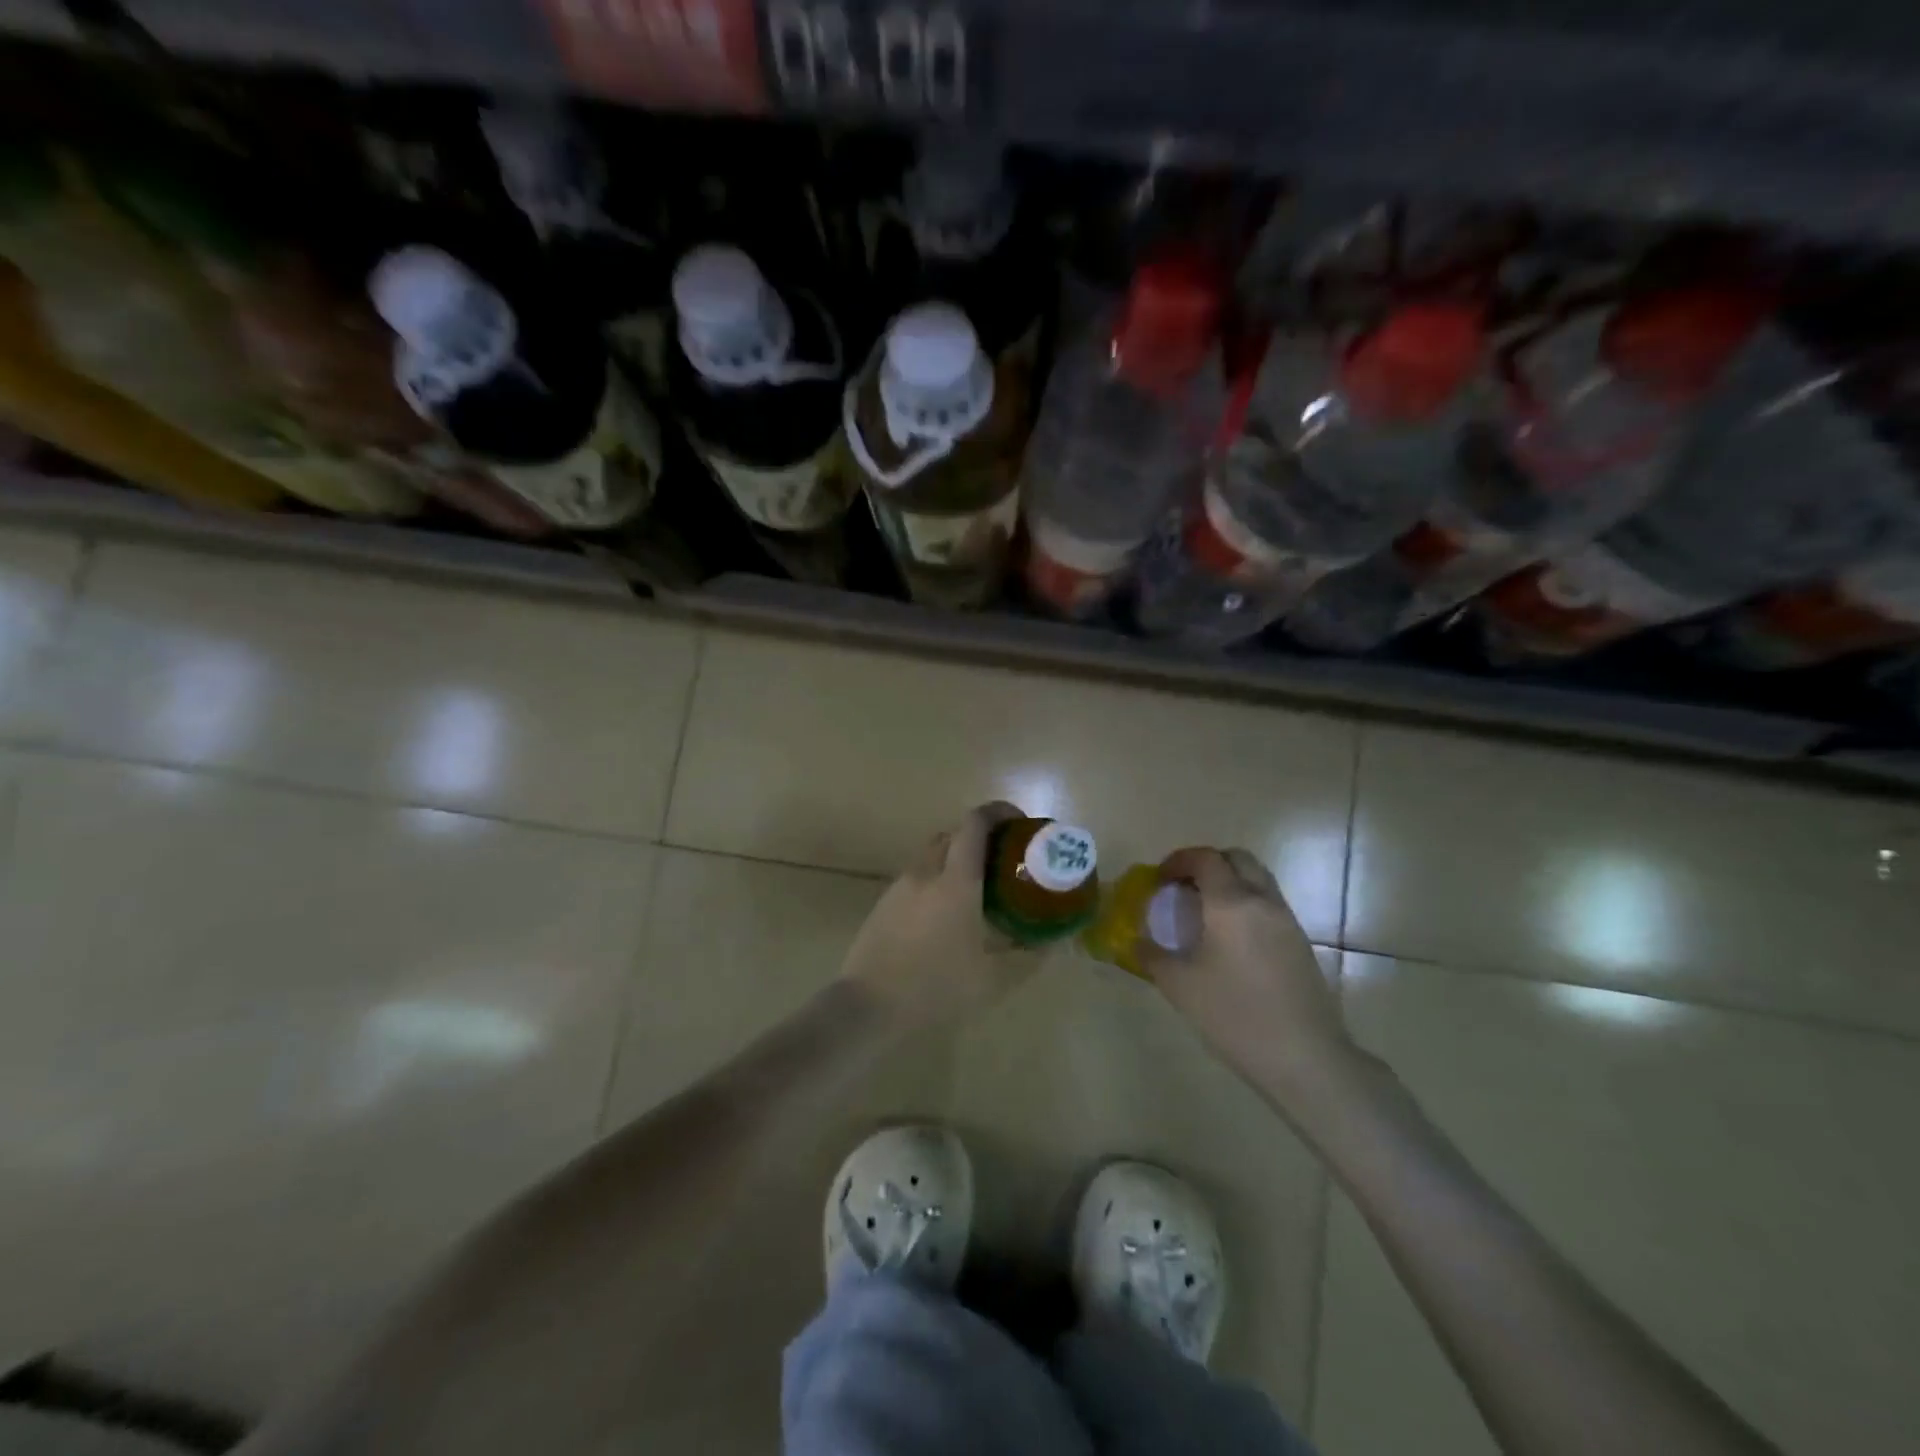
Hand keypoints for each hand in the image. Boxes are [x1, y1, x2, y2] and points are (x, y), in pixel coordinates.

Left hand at [841, 802, 1040, 1032]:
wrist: (868, 1006)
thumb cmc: (936, 988)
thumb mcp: (993, 980)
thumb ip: (1027, 956)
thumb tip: (1052, 942)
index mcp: (956, 881)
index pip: (975, 823)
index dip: (999, 812)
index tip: (1020, 823)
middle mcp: (926, 873)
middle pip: (953, 834)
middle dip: (979, 836)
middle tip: (1002, 859)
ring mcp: (899, 886)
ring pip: (932, 855)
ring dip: (955, 858)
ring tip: (977, 888)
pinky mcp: (883, 904)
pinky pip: (916, 877)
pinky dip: (936, 880)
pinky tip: (945, 915)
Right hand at [1143, 847, 1356, 1101]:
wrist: (1304, 1057)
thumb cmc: (1234, 1015)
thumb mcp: (1179, 986)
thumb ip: (1152, 956)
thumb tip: (1137, 942)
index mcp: (1231, 903)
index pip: (1205, 859)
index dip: (1179, 861)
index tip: (1160, 878)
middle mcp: (1263, 901)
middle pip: (1237, 859)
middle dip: (1207, 864)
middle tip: (1184, 888)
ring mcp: (1287, 921)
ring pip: (1258, 880)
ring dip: (1230, 882)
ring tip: (1206, 913)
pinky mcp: (1301, 943)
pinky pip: (1270, 905)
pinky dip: (1247, 905)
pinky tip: (1232, 940)